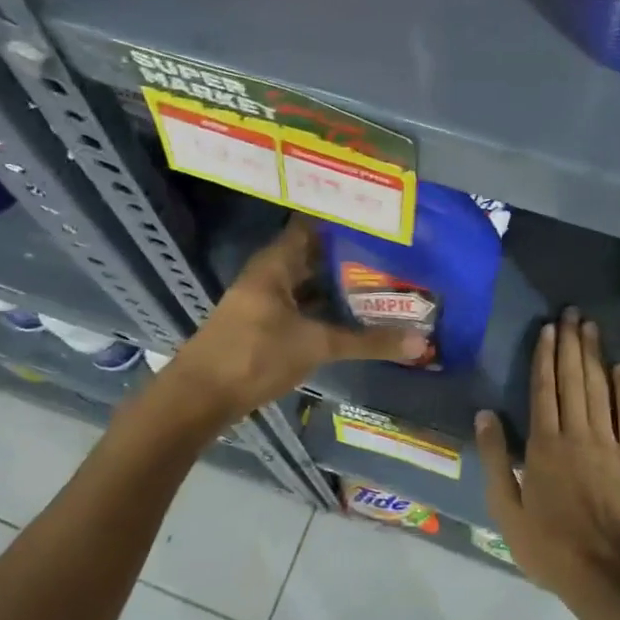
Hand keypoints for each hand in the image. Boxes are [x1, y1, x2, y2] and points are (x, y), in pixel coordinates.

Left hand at [168, 218, 426, 417]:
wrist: (199, 399)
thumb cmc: (254, 356)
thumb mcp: (316, 345)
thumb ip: (368, 342)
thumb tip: (420, 342)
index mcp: (276, 263)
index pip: (313, 225)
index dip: (344, 220)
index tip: (381, 220)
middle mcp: (269, 274)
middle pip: (314, 254)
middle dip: (350, 254)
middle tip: (394, 252)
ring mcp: (264, 299)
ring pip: (308, 282)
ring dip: (339, 283)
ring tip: (384, 279)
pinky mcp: (264, 324)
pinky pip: (302, 304)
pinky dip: (326, 306)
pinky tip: (354, 313)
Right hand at [475, 309, 619, 605]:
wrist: (606, 574)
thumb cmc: (549, 546)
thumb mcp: (506, 509)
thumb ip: (497, 459)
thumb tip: (485, 414)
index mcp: (544, 445)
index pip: (544, 390)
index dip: (545, 356)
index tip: (549, 328)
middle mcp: (577, 434)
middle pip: (573, 380)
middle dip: (571, 344)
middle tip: (572, 313)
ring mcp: (608, 444)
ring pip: (600, 389)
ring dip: (595, 356)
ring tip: (591, 327)